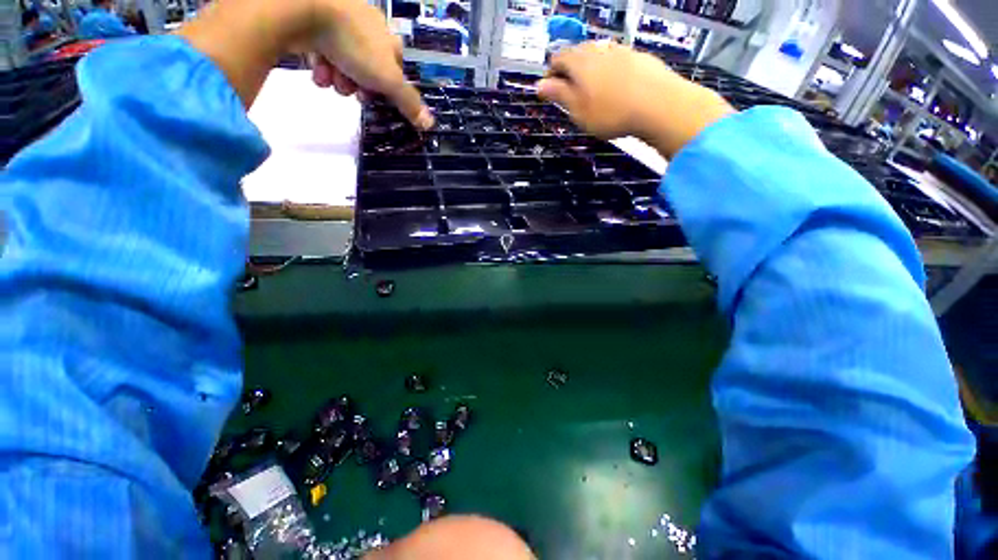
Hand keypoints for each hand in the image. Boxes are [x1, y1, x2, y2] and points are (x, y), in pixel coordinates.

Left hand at [178, 0, 432, 129]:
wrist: (304, 10)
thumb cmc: (355, 45)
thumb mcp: (388, 81)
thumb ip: (408, 103)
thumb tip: (431, 124)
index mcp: (387, 38)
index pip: (395, 69)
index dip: (387, 88)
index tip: (376, 98)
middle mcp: (367, 27)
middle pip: (368, 69)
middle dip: (360, 86)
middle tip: (353, 92)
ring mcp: (340, 21)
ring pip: (345, 63)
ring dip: (339, 79)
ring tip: (331, 79)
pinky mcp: (314, 22)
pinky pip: (323, 51)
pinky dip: (321, 65)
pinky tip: (317, 69)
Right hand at [537, 42, 733, 157]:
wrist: (659, 106)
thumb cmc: (611, 113)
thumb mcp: (579, 110)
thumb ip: (559, 95)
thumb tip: (539, 85)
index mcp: (580, 62)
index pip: (557, 58)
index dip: (551, 74)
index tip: (551, 91)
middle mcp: (599, 50)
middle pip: (578, 53)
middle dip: (570, 71)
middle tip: (571, 93)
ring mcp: (621, 51)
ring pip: (598, 55)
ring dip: (590, 69)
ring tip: (592, 91)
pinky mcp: (639, 58)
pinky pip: (617, 59)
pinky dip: (610, 70)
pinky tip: (615, 87)